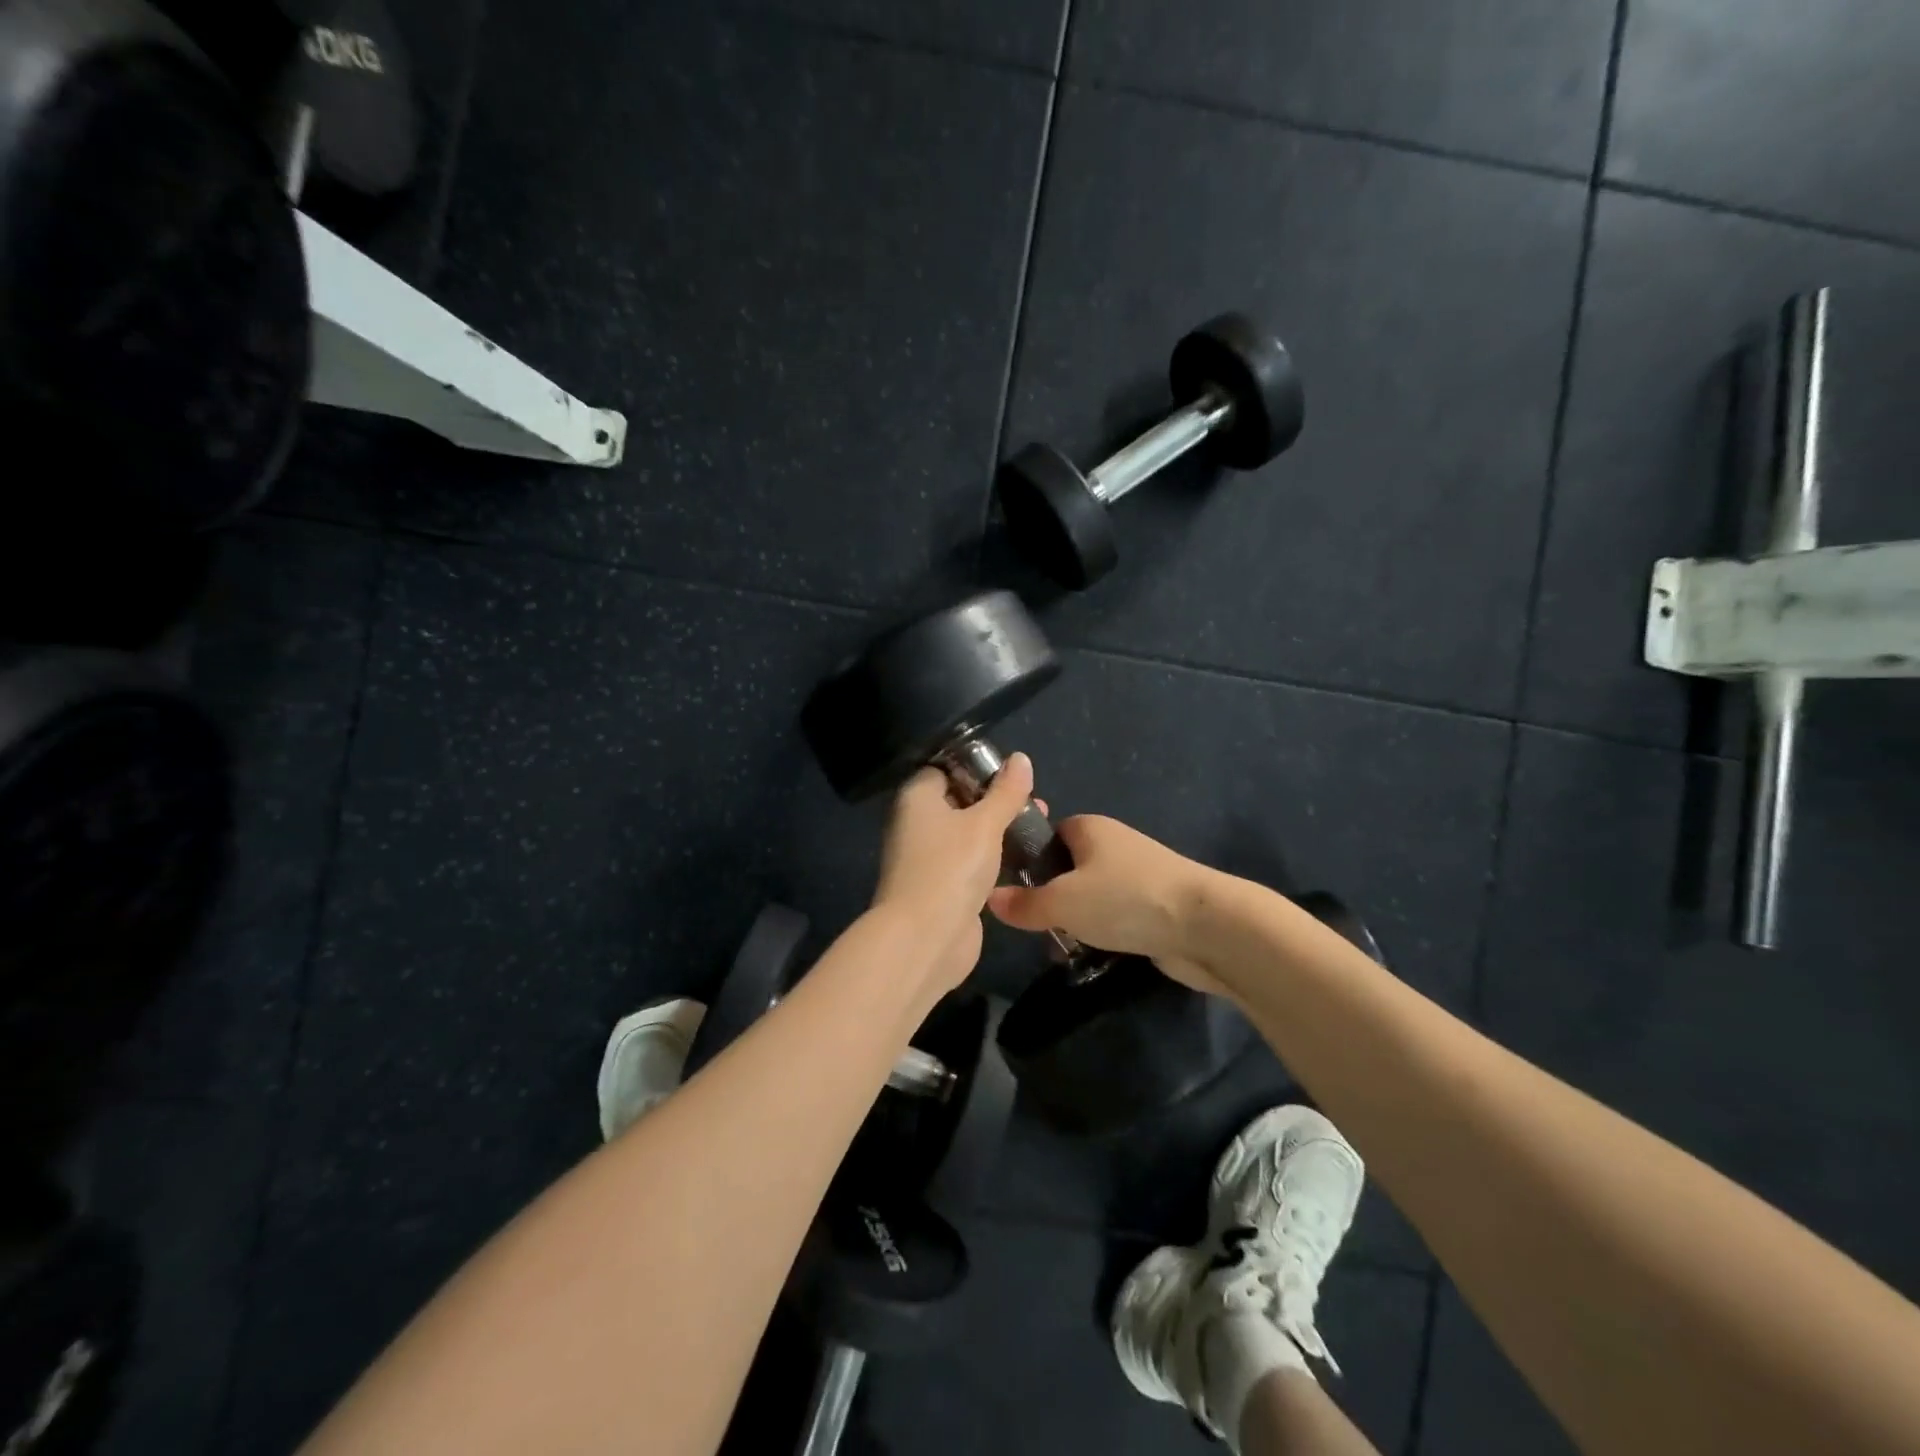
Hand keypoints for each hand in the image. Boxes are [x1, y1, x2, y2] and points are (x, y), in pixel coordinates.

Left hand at [871, 753, 1036, 995]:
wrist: (925, 940)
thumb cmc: (951, 867)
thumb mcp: (984, 823)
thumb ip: (1005, 792)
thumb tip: (1020, 758)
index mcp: (918, 798)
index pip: (944, 768)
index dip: (976, 767)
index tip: (1012, 771)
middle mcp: (917, 824)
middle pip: (959, 801)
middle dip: (996, 800)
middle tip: (1034, 801)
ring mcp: (928, 858)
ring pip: (967, 833)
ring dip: (998, 830)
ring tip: (1038, 824)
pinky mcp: (943, 886)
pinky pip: (970, 862)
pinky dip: (993, 858)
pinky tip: (1023, 856)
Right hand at [986, 815, 1224, 994]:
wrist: (1206, 925)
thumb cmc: (1125, 899)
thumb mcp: (1062, 902)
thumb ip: (1024, 902)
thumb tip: (990, 899)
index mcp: (1089, 828)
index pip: (1047, 834)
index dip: (1028, 858)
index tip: (1013, 889)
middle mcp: (1113, 845)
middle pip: (1068, 868)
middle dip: (1051, 897)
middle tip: (1035, 925)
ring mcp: (1137, 875)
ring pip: (1091, 896)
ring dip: (1076, 921)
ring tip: (1060, 947)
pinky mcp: (1155, 906)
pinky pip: (1116, 916)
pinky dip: (1103, 933)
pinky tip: (1092, 955)